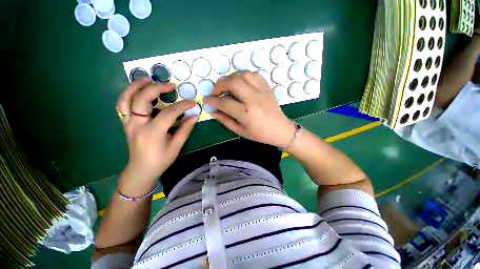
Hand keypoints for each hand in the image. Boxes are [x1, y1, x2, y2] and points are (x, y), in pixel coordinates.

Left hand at [116, 77, 197, 189]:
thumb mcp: (176, 147)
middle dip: (156, 88)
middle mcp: (137, 125)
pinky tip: (137, 91)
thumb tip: (194, 116)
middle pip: (141, 100)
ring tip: (147, 79)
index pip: (169, 113)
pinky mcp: (126, 124)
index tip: (192, 102)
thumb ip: (185, 130)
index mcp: (153, 133)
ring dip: (135, 86)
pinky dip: (128, 95)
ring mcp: (128, 124)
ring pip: (125, 99)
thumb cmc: (160, 160)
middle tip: (170, 85)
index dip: (182, 106)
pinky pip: (122, 106)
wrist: (141, 170)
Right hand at [203, 72, 294, 147]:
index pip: (224, 103)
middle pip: (233, 83)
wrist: (280, 129)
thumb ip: (225, 120)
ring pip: (243, 75)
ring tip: (227, 86)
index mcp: (246, 114)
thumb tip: (213, 111)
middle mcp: (253, 99)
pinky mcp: (267, 87)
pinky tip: (240, 83)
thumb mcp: (240, 131)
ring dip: (231, 78)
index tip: (206, 99)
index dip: (212, 100)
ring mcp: (262, 91)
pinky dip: (243, 76)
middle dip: (219, 85)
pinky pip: (254, 74)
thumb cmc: (260, 134)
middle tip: (216, 92)